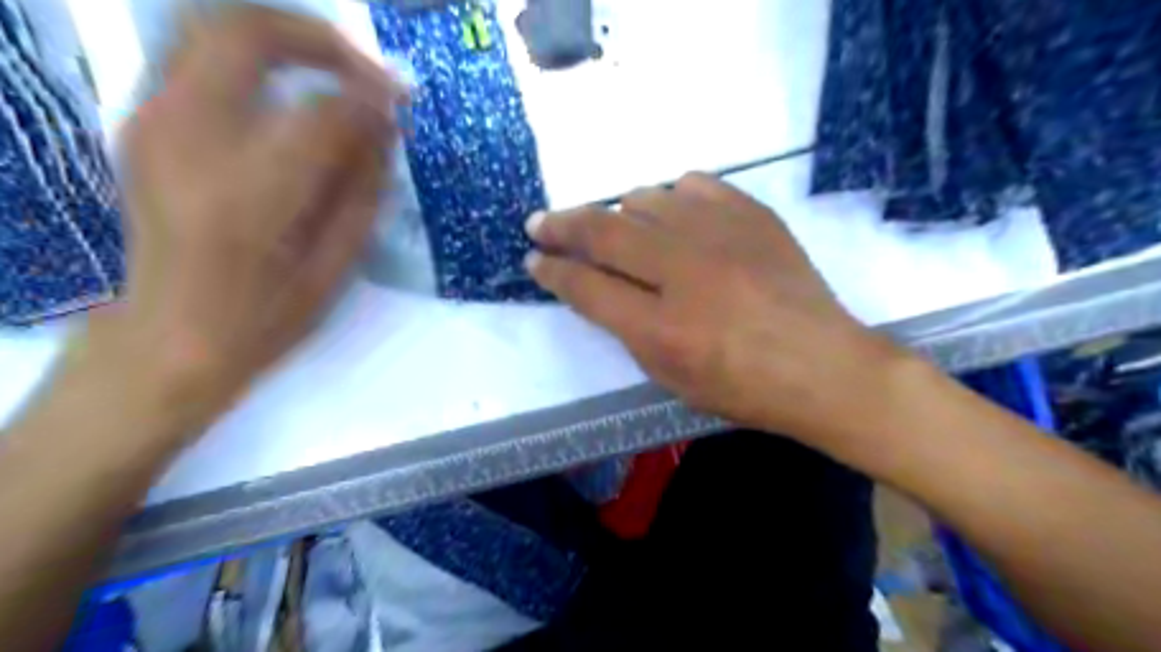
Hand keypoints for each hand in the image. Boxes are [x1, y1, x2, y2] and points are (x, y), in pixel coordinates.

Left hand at [84, 8, 406, 425]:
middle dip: (321, 39)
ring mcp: (152, 123)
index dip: (369, 98)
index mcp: (249, 195)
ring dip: (283, 39)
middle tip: (366, 71)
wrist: (166, 338)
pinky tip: (287, 93)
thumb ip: (362, 189)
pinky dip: (250, 59)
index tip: (400, 102)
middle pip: (246, 34)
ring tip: (333, 74)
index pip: (321, 113)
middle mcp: (188, 140)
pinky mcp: (141, 123)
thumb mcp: (334, 265)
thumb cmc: (264, 317)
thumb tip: (385, 128)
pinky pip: (195, 57)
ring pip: (209, 28)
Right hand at [524, 176, 904, 444]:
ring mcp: (721, 237)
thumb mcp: (672, 379)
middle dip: (562, 226)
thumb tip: (599, 288)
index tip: (535, 259)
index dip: (553, 272)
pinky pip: (694, 185)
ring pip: (645, 200)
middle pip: (604, 233)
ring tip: (613, 225)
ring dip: (617, 212)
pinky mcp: (752, 215)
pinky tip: (671, 213)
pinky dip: (671, 197)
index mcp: (661, 329)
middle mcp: (684, 273)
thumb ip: (628, 331)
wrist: (823, 366)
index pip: (587, 288)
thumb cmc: (744, 389)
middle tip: (540, 223)